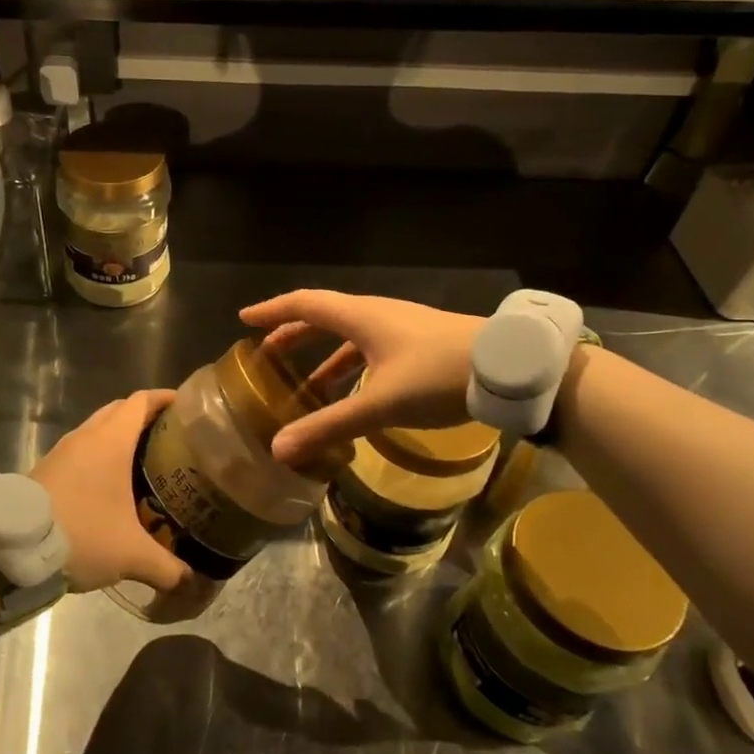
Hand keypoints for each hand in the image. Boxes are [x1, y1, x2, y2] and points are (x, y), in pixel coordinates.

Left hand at [31, 390, 186, 594]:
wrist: (13, 547)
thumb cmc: (81, 533)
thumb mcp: (131, 555)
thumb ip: (167, 567)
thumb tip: (192, 582)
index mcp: (111, 440)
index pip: (141, 401)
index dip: (164, 398)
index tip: (186, 405)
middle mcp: (87, 436)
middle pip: (120, 410)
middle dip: (145, 416)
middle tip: (170, 436)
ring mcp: (63, 451)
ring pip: (97, 430)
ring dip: (119, 436)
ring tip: (144, 460)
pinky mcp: (47, 469)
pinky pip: (82, 449)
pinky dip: (100, 455)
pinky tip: (110, 484)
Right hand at [238, 291, 483, 467]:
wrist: (509, 368)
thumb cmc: (437, 375)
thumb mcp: (380, 404)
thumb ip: (330, 426)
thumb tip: (279, 449)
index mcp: (360, 316)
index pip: (304, 304)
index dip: (272, 311)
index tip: (244, 320)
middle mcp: (376, 314)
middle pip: (324, 318)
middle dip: (293, 334)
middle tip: (267, 354)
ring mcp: (401, 327)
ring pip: (350, 336)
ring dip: (323, 355)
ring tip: (305, 384)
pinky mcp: (419, 343)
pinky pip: (371, 349)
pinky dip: (352, 367)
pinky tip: (355, 394)